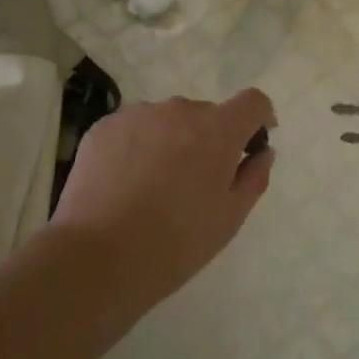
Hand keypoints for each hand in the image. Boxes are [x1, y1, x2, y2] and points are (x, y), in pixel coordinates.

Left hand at [52, 89, 276, 298]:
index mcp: (217, 131)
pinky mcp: (103, 127)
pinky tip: (126, 183)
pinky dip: (138, 146)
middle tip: (197, 182)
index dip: (259, 118)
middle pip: (206, 114)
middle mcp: (179, 111)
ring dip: (172, 141)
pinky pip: (134, 128)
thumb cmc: (175, 244)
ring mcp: (137, 115)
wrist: (96, 257)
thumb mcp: (229, 219)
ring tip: (155, 185)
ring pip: (167, 120)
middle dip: (210, 139)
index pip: (252, 102)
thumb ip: (254, 177)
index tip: (253, 143)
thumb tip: (262, 152)